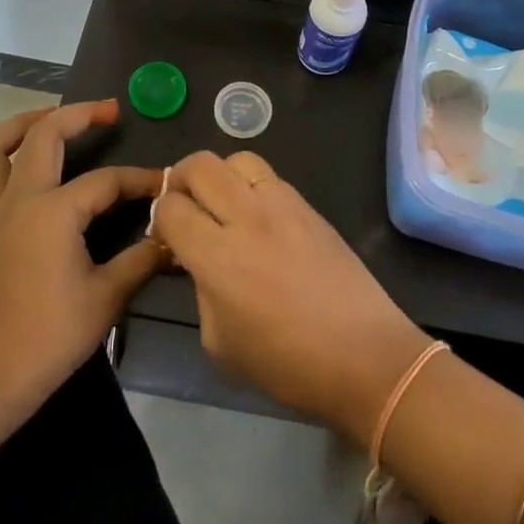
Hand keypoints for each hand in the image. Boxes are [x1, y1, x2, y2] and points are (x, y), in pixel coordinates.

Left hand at [0, 101, 164, 415]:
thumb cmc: (49, 338)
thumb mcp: (106, 297)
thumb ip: (141, 260)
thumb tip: (171, 236)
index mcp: (52, 211)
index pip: (105, 181)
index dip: (139, 180)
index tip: (164, 185)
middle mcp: (15, 200)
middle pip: (42, 136)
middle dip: (77, 115)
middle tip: (107, 110)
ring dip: (18, 126)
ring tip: (46, 120)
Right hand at [153, 151, 430, 443]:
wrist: (364, 355)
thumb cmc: (287, 364)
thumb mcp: (221, 343)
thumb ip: (201, 292)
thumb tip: (200, 264)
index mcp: (217, 256)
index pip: (171, 207)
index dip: (159, 219)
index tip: (167, 239)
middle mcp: (247, 217)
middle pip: (200, 165)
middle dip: (180, 180)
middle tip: (185, 207)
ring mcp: (283, 206)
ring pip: (238, 159)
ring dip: (221, 176)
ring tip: (224, 205)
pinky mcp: (310, 207)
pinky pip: (271, 178)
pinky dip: (253, 187)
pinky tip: (260, 219)